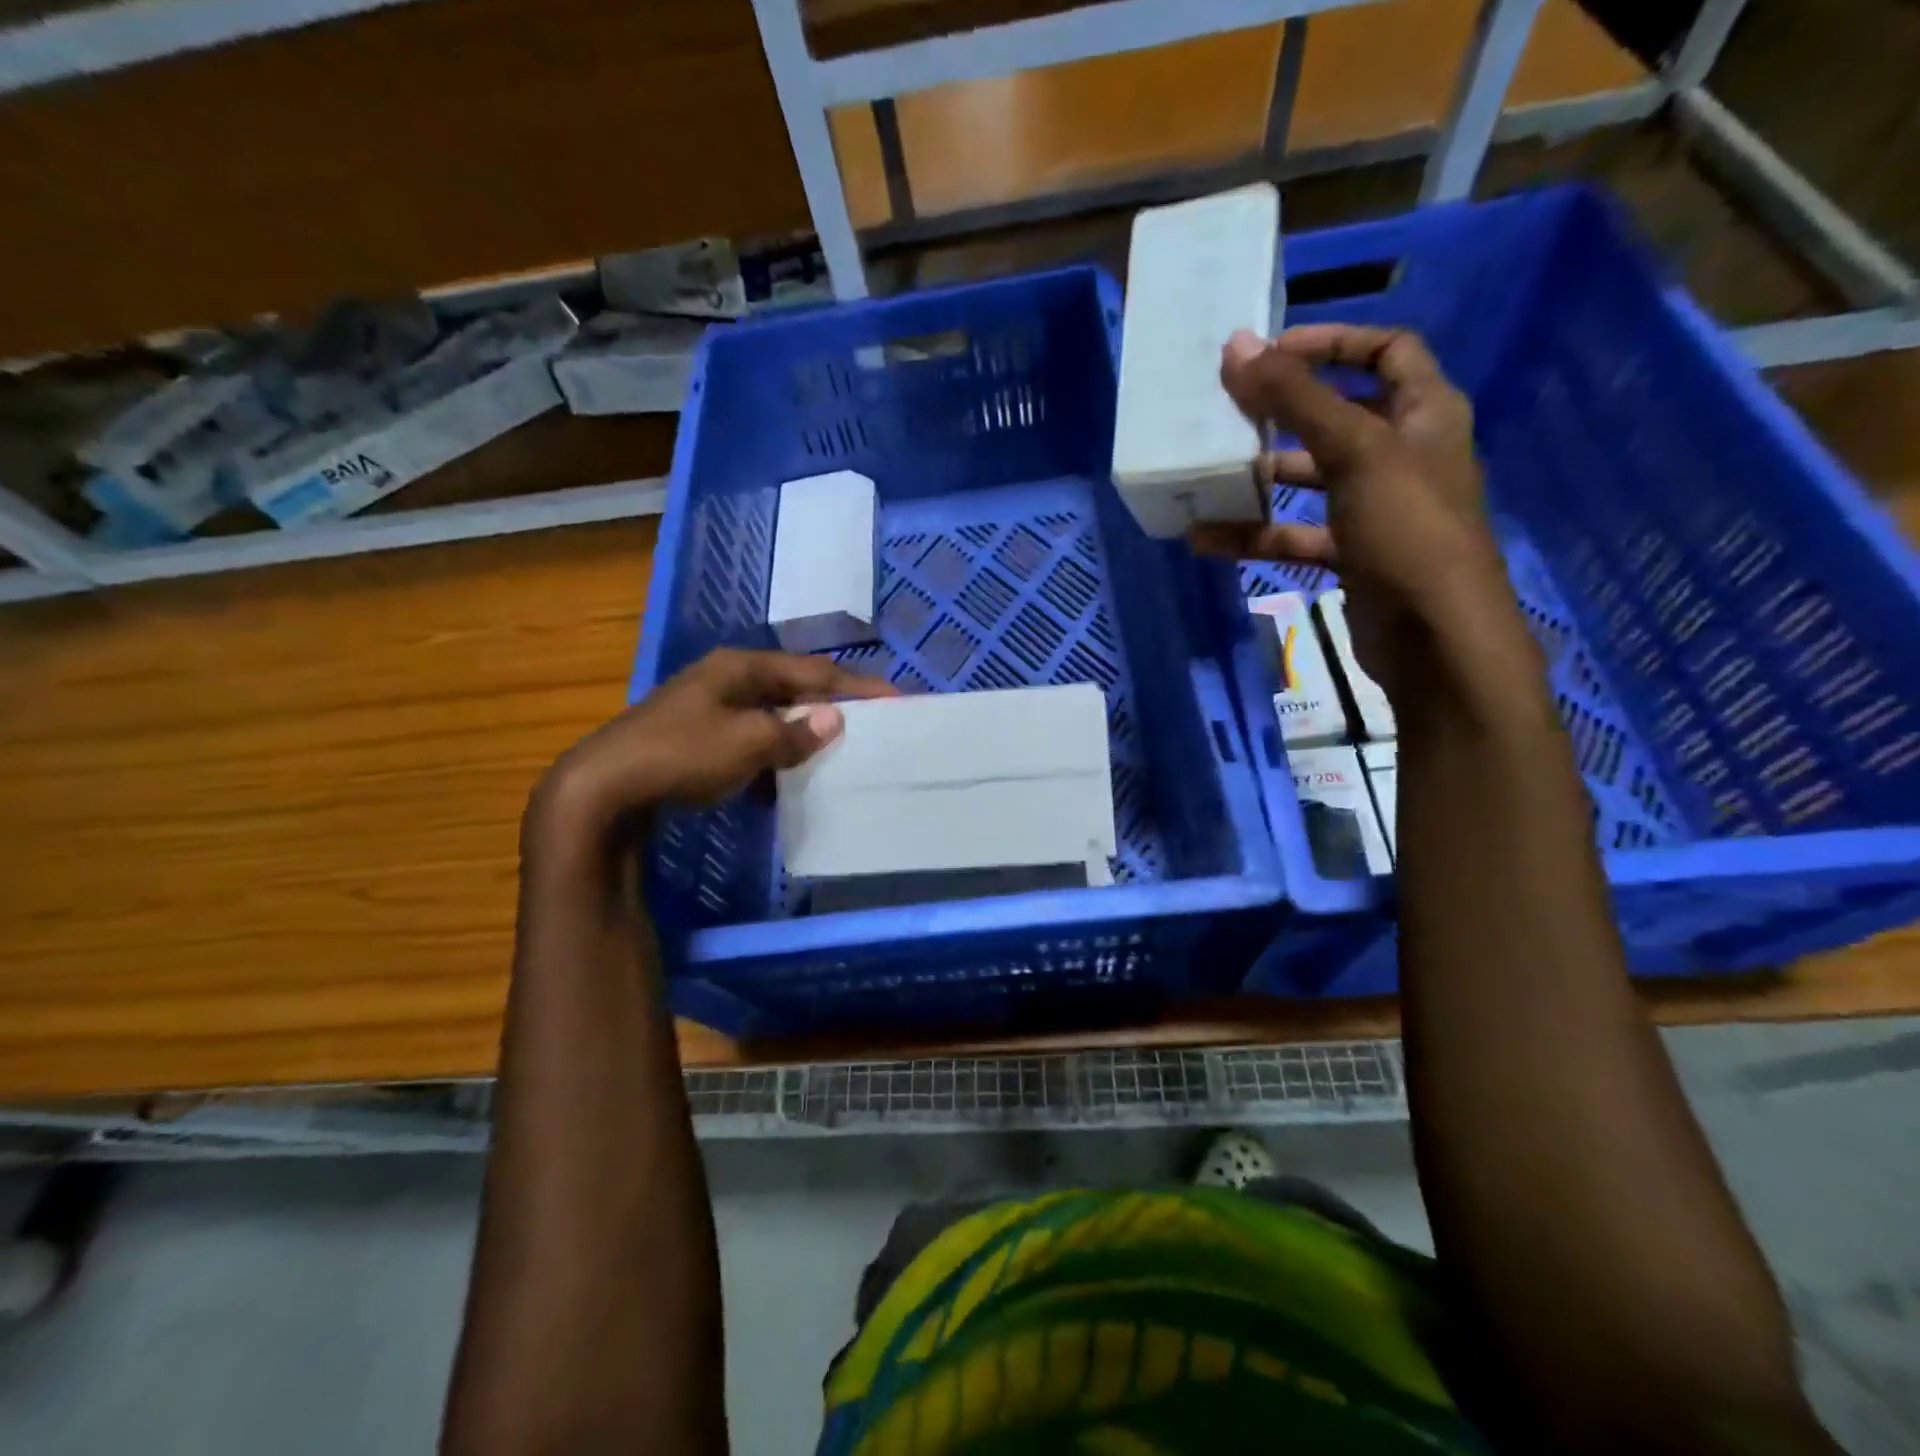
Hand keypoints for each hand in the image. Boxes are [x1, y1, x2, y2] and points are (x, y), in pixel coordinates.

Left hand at [532, 648, 897, 842]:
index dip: (858, 687)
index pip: (815, 671)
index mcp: (742, 668)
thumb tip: (834, 718)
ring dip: (804, 734)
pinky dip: (776, 757)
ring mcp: (709, 709)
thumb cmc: (682, 755)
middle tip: (874, 725)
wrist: (603, 789)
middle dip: (833, 707)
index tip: (898, 699)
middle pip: (795, 689)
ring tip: (840, 754)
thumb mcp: (747, 742)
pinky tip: (788, 780)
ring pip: (773, 716)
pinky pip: (752, 742)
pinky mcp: (697, 739)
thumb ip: (795, 732)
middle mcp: (727, 680)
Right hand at [1187, 325, 1514, 700]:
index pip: (1386, 352)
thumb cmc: (1407, 530)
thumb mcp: (1355, 452)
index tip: (1272, 351)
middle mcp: (1404, 454)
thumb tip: (1237, 347)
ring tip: (1210, 470)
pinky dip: (1255, 534)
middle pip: (1340, 415)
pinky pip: (1296, 535)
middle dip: (1286, 411)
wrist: (1434, 637)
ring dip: (1263, 476)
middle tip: (1230, 408)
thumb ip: (1296, 399)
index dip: (1333, 342)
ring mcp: (1376, 509)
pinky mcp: (1352, 555)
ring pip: (1312, 479)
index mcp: (1425, 414)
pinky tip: (1207, 537)